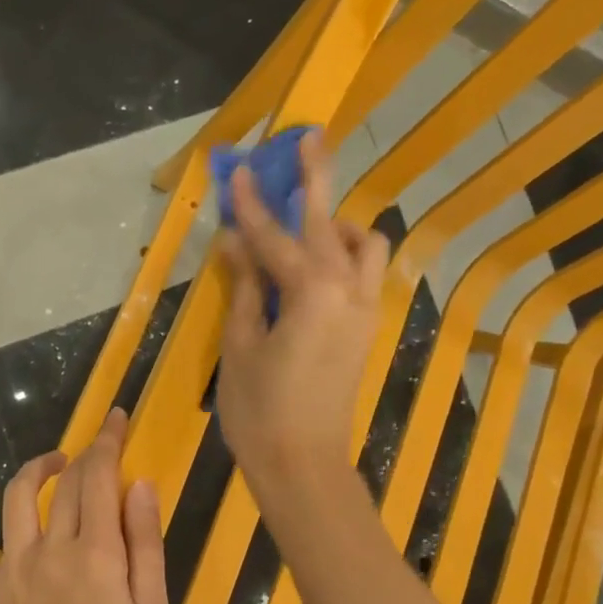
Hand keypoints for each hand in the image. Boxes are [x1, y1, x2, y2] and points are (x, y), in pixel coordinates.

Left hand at [0, 409, 167, 603]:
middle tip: (98, 450)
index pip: (100, 477)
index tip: (116, 420)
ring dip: (35, 469)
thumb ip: (146, 544)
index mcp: (97, 555)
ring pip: (16, 496)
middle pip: (64, 483)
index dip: (109, 442)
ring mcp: (9, 569)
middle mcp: (50, 550)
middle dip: (85, 454)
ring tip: (55, 465)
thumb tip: (139, 484)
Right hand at [215, 132, 388, 499]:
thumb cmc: (260, 410)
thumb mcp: (241, 344)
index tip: (238, 168)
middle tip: (308, 138)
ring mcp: (364, 309)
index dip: (251, 203)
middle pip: (329, 222)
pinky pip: (366, 274)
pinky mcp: (368, 328)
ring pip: (365, 246)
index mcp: (309, 291)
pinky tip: (316, 266)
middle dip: (316, 178)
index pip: (272, 236)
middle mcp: (347, 290)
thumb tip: (234, 242)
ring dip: (337, 225)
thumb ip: (244, 286)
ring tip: (306, 228)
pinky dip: (346, 256)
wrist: (304, 465)